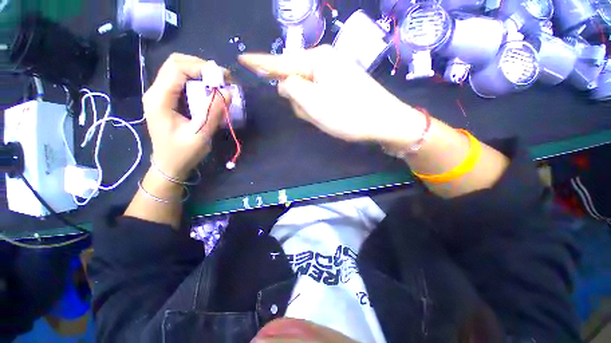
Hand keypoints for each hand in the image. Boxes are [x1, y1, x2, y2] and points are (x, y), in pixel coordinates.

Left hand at [143, 53, 230, 179]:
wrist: (169, 165)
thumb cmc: (183, 153)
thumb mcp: (200, 135)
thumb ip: (213, 113)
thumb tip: (227, 92)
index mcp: (159, 99)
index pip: (177, 68)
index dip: (201, 68)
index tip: (224, 78)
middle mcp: (156, 92)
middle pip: (175, 63)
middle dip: (201, 66)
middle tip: (222, 78)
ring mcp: (160, 95)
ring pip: (178, 70)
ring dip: (200, 73)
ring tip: (219, 84)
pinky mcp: (167, 100)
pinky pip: (181, 82)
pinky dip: (197, 81)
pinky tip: (209, 91)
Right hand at [238, 45, 424, 144]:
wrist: (384, 122)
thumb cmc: (349, 113)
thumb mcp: (314, 103)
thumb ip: (292, 89)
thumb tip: (284, 84)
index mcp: (317, 60)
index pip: (281, 61)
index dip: (260, 63)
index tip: (242, 58)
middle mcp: (324, 62)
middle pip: (296, 81)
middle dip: (299, 100)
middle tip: (315, 114)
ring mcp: (333, 75)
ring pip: (307, 93)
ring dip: (311, 108)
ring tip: (326, 116)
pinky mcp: (339, 87)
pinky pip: (319, 98)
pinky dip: (320, 109)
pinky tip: (332, 115)